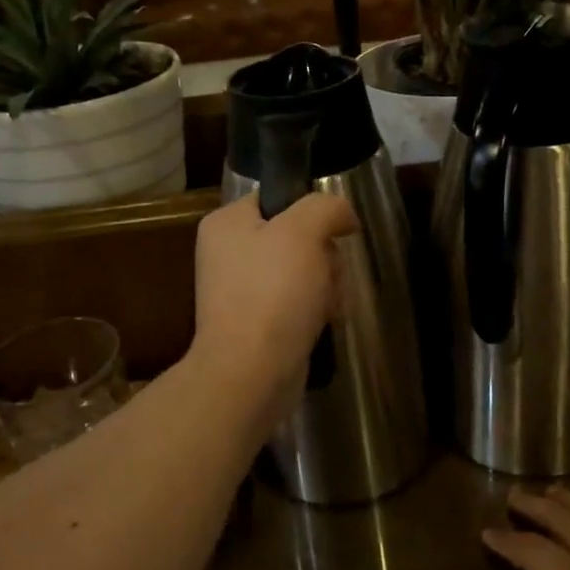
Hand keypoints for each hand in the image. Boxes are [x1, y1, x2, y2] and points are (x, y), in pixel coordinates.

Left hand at [191, 192, 358, 404]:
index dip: (312, 211)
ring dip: (327, 284)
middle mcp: (230, 253)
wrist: (252, 372)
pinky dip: (317, 309)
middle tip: (327, 274)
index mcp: (227, 224)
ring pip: (305, 270)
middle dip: (324, 256)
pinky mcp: (260, 323)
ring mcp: (244, 291)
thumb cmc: (273, 293)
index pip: (278, 198)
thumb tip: (343, 216)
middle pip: (298, 236)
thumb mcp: (303, 231)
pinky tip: (325, 321)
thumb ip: (326, 207)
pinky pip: (299, 302)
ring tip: (326, 304)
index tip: (334, 231)